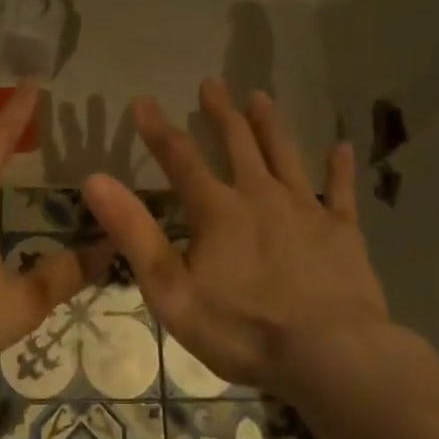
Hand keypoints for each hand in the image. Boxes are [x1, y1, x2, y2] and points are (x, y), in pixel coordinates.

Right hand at [82, 79, 388, 395]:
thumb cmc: (243, 329)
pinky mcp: (342, 231)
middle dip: (220, 112)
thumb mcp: (172, 290)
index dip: (158, 129)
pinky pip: (341, 191)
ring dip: (270, 125)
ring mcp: (306, 209)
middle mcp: (261, 196)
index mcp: (218, 210)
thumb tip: (95, 181)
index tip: (143, 100)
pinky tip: (343, 146)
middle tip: (212, 83)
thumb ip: (134, 233)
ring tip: (260, 97)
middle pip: (238, 144)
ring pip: (285, 155)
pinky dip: (340, 168)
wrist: (329, 355)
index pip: (180, 158)